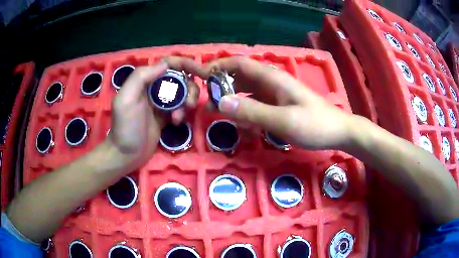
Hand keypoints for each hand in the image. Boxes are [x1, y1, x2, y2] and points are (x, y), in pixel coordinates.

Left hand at [108, 57, 204, 168]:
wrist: (126, 154)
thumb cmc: (125, 127)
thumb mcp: (127, 99)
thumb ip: (141, 77)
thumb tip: (165, 64)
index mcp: (144, 80)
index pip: (168, 64)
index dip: (185, 64)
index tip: (201, 72)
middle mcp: (154, 88)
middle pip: (179, 78)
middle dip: (189, 88)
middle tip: (189, 103)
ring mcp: (161, 102)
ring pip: (182, 92)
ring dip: (187, 101)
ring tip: (179, 115)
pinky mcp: (166, 115)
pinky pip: (180, 107)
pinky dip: (182, 112)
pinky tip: (176, 122)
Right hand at [204, 56, 355, 149]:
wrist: (337, 132)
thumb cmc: (314, 125)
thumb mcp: (283, 120)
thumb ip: (252, 111)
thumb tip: (220, 102)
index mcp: (272, 78)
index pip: (239, 63)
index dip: (219, 66)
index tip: (201, 78)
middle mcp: (271, 82)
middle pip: (240, 76)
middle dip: (222, 86)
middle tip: (208, 103)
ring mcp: (275, 94)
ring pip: (246, 91)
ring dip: (233, 101)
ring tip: (221, 115)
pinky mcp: (278, 105)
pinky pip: (256, 104)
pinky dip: (246, 111)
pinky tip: (244, 125)